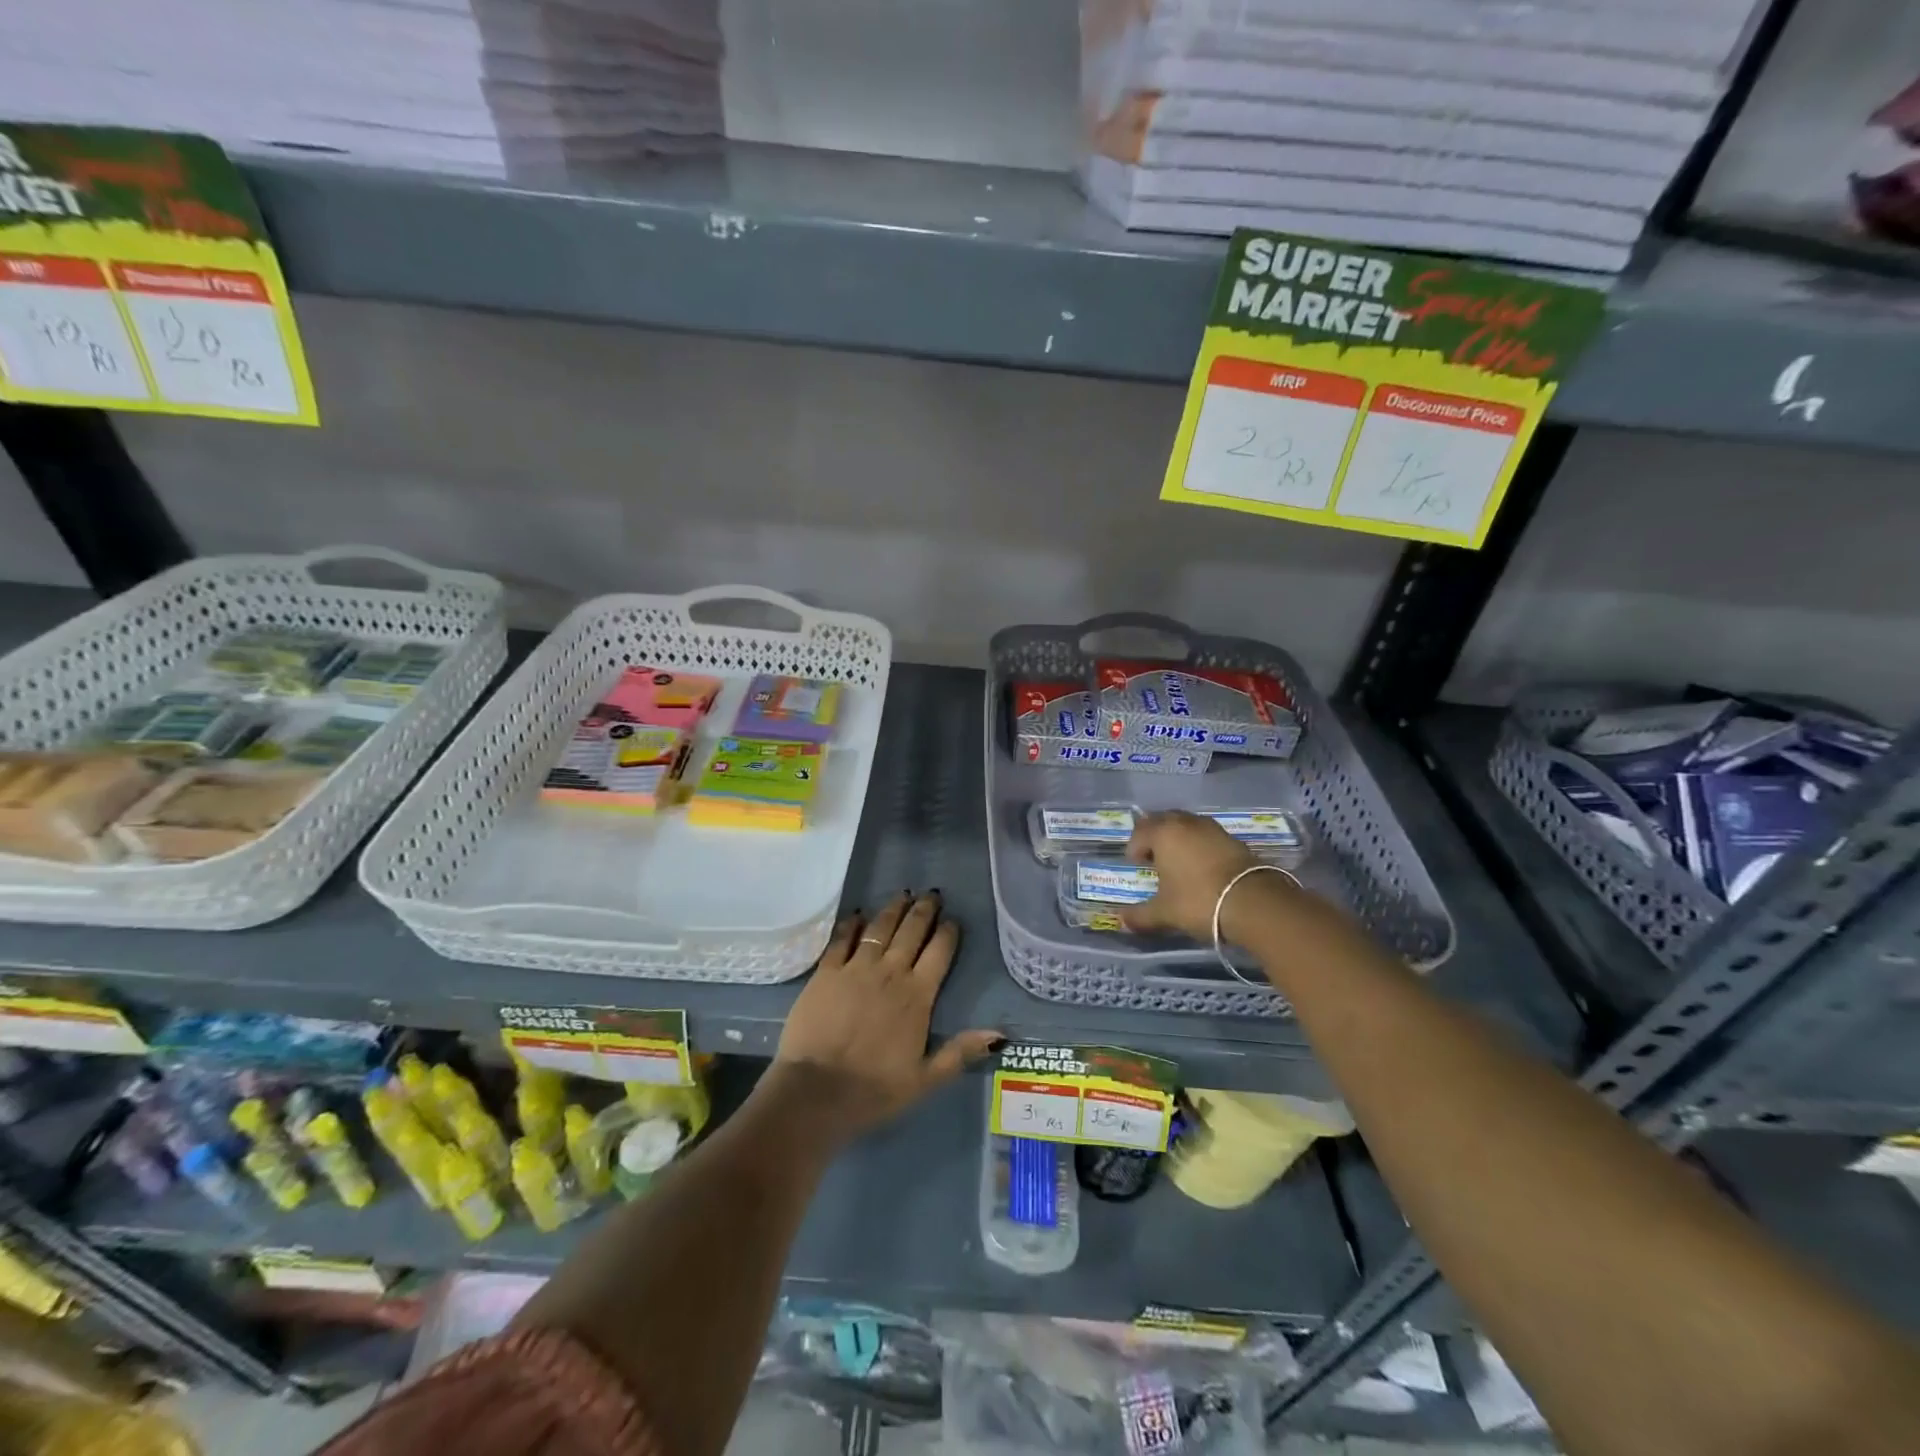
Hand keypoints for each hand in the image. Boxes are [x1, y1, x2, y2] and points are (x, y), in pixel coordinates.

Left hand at [773, 892, 999, 1138]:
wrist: (816, 1091)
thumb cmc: (874, 1089)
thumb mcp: (925, 1078)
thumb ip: (960, 1052)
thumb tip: (1000, 1035)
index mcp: (917, 996)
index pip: (939, 953)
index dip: (948, 933)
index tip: (953, 920)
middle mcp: (890, 972)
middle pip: (911, 931)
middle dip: (924, 910)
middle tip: (931, 894)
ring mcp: (856, 968)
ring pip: (880, 928)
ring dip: (893, 909)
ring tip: (903, 895)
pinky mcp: (826, 971)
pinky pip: (842, 938)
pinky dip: (852, 924)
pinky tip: (858, 914)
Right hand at [1120, 810, 1263, 939]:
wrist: (1254, 903)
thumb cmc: (1198, 901)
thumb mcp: (1164, 913)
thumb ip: (1140, 915)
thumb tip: (1120, 920)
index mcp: (1164, 833)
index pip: (1140, 832)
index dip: (1134, 848)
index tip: (1137, 865)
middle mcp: (1186, 823)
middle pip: (1163, 820)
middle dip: (1155, 836)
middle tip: (1153, 858)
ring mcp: (1213, 828)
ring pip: (1187, 825)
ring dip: (1178, 838)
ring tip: (1178, 861)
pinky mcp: (1234, 839)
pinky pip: (1206, 835)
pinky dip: (1199, 844)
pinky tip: (1202, 866)